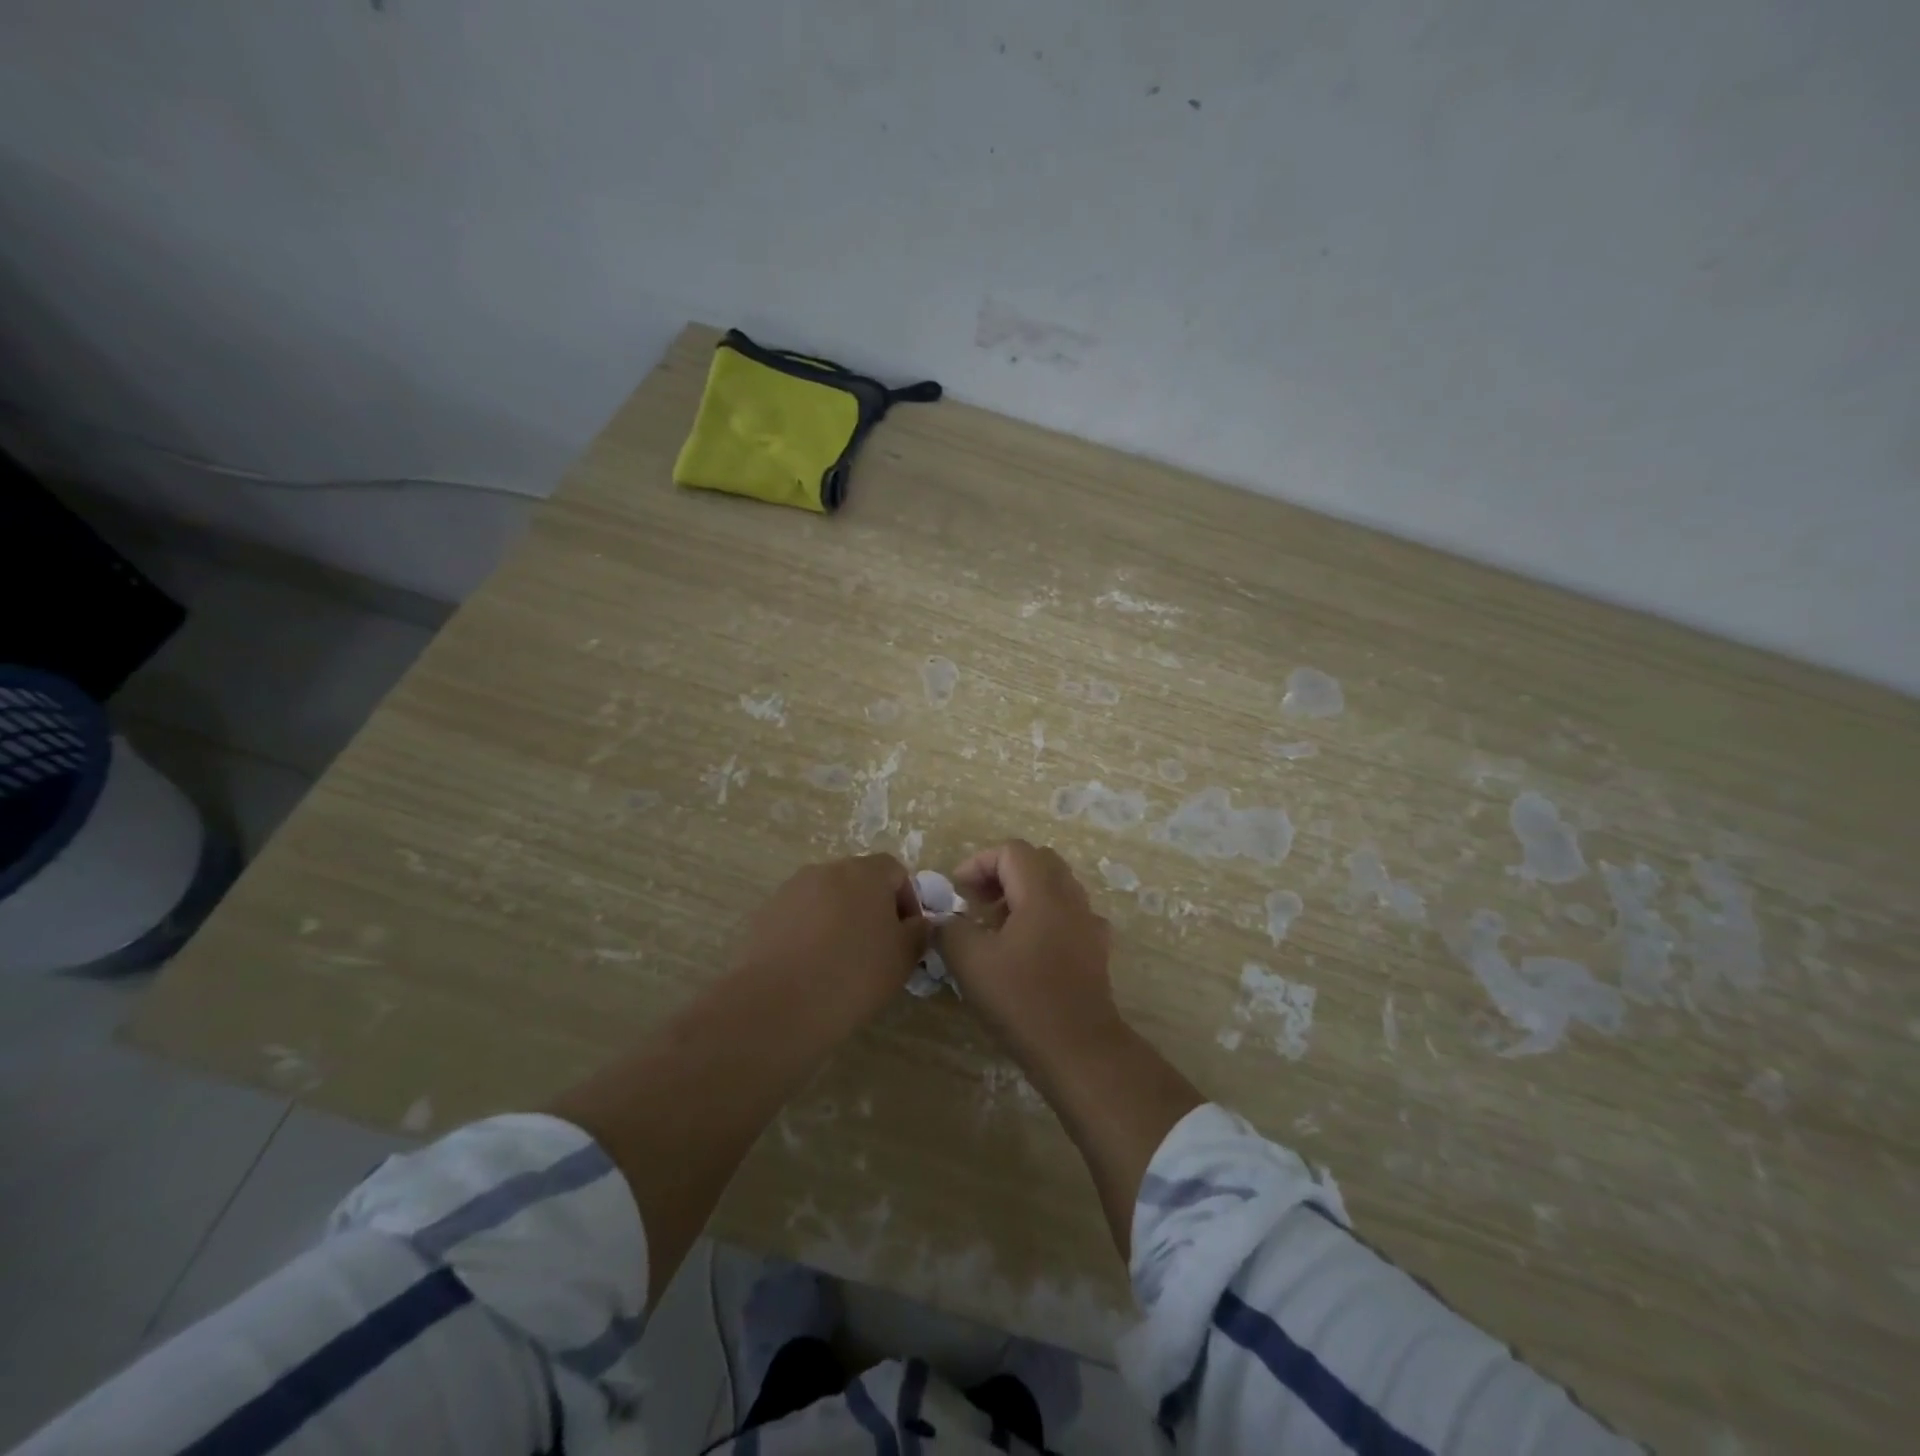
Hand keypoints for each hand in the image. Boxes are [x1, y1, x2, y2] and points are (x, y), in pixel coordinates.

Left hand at [734, 855, 928, 1016]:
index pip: (896, 870)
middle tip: (878, 948)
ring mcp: (792, 889)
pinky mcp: (767, 913)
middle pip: (859, 881)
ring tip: (842, 960)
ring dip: (841, 919)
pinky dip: (812, 932)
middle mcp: (828, 870)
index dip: (908, 900)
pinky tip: (812, 966)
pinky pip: (801, 915)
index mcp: (865, 873)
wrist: (778, 1004)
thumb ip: (919, 933)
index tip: (907, 936)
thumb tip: (919, 923)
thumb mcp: (903, 959)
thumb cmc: (853, 975)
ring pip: (828, 897)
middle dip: (873, 908)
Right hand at [939, 841, 1118, 1062]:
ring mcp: (1088, 924)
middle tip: (978, 901)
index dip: (980, 862)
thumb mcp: (970, 962)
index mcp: (1042, 893)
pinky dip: (1044, 917)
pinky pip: (1069, 915)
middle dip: (1003, 873)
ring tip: (998, 926)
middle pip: (1038, 862)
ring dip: (1024, 894)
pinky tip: (1028, 948)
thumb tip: (944, 921)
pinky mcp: (1096, 950)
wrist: (1078, 1049)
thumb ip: (949, 930)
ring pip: (1056, 887)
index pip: (1012, 851)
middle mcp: (1071, 899)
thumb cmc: (1022, 1000)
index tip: (958, 890)